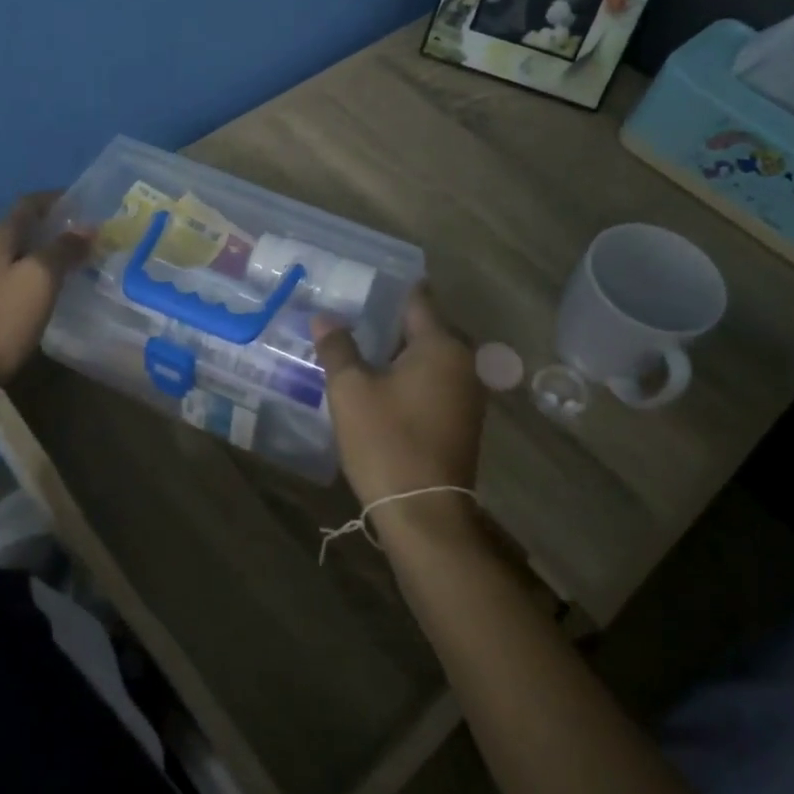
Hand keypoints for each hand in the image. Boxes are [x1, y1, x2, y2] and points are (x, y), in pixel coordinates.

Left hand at [0, 192, 90, 395]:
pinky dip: (31, 276)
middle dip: (52, 228)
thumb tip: (87, 227)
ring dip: (42, 254)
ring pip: (15, 255)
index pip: (28, 204)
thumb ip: (64, 249)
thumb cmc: (3, 318)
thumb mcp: (41, 278)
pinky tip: (45, 293)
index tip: (84, 203)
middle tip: (85, 238)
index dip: (56, 199)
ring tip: (72, 265)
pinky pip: (8, 279)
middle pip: (21, 229)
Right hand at [313, 284, 483, 509]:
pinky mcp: (463, 420)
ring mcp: (469, 394)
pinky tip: (381, 383)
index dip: (390, 288)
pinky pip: (435, 382)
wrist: (423, 512)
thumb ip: (338, 347)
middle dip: (391, 321)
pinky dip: (410, 376)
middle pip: (425, 328)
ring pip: (430, 357)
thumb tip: (324, 317)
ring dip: (400, 352)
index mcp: (441, 346)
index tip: (363, 281)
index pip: (418, 299)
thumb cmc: (386, 441)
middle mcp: (464, 362)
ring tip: (359, 346)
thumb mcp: (350, 390)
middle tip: (351, 315)